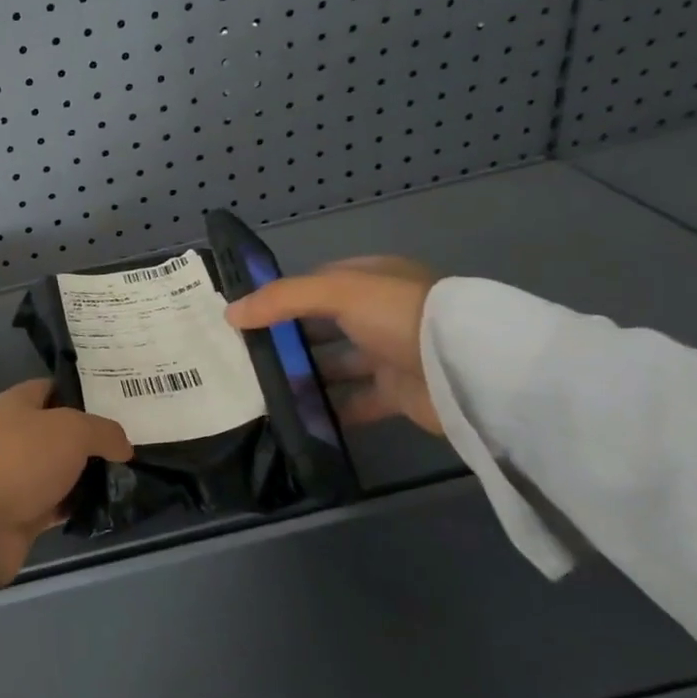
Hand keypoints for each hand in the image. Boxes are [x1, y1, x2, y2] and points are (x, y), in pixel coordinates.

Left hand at [0, 380, 133, 586]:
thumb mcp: (71, 430)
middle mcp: (15, 435)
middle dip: (94, 439)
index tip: (120, 404)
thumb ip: (103, 431)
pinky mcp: (22, 512)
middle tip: (133, 445)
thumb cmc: (20, 460)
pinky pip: (58, 504)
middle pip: (61, 432)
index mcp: (17, 404)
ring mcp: (17, 475)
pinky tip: (108, 507)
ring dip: (89, 476)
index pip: (54, 388)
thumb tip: (123, 446)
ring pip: (62, 470)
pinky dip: (78, 506)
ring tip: (131, 477)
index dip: (85, 394)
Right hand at [225, 256, 443, 434]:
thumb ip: (281, 299)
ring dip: (305, 376)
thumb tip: (230, 313)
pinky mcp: (397, 393)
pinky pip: (354, 401)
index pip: (316, 283)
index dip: (281, 296)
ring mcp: (390, 354)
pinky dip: (328, 409)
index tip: (245, 316)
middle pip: (322, 325)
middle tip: (245, 356)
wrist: (466, 370)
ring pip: (335, 364)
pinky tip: (296, 417)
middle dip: (287, 339)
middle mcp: (380, 314)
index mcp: (371, 280)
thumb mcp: (337, 292)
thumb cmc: (399, 315)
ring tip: (262, 389)